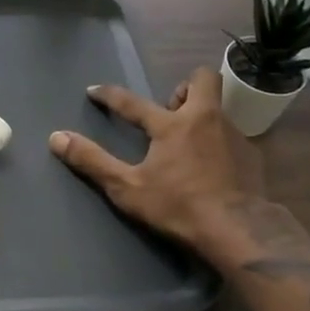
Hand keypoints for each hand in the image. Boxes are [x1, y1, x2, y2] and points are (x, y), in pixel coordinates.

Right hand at [49, 66, 268, 252]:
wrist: (240, 230)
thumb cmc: (179, 207)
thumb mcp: (128, 188)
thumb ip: (92, 161)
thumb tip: (57, 138)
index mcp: (171, 125)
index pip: (132, 102)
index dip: (109, 95)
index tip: (94, 91)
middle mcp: (205, 118)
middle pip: (201, 80)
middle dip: (184, 87)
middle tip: (170, 111)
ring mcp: (233, 134)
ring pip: (217, 108)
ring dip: (201, 116)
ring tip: (189, 142)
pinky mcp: (253, 155)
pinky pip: (232, 136)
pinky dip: (218, 142)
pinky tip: (212, 167)